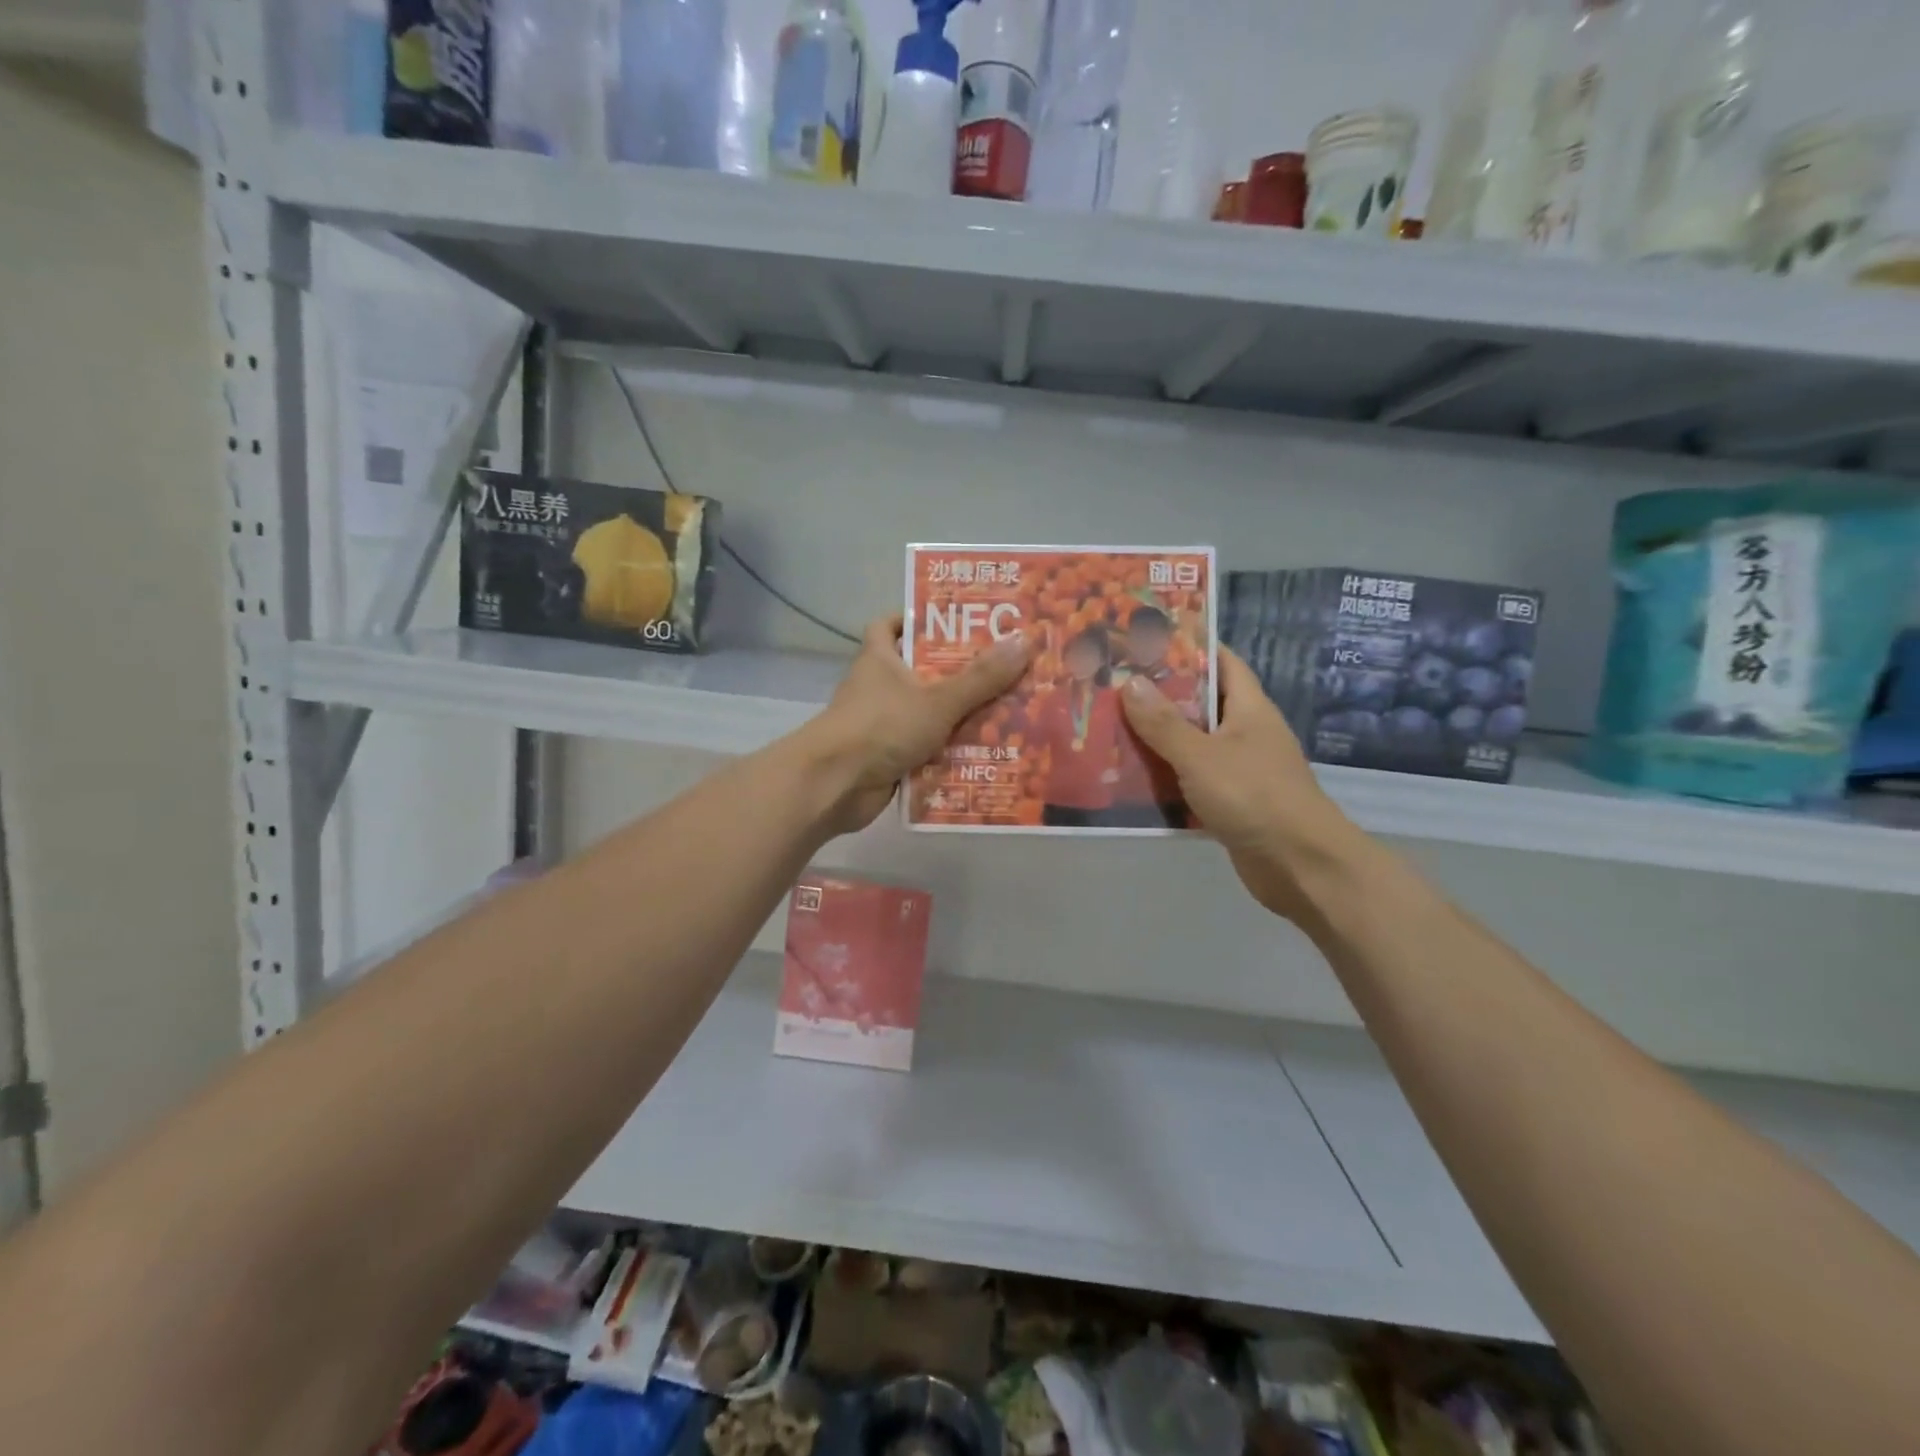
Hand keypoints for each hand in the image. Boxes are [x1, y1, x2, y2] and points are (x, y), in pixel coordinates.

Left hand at [804, 616, 1030, 833]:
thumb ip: (981, 677)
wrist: (835, 785)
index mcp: (880, 659)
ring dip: (960, 716)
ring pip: (928, 713)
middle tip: (1004, 669)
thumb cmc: (881, 726)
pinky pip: (926, 749)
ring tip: (1009, 711)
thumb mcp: (938, 699)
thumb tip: (1024, 642)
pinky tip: (987, 753)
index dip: (917, 619)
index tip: (955, 621)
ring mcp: (882, 724)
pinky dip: (950, 752)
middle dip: (959, 673)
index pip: (890, 625)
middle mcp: (878, 687)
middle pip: (921, 671)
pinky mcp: (888, 757)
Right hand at [1119, 648, 1365, 922]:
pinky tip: (1129, 779)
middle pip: (1200, 704)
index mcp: (1249, 709)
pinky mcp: (1231, 803)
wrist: (1300, 865)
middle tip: (1113, 685)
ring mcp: (1240, 769)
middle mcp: (1246, 733)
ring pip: (1192, 745)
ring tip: (1109, 728)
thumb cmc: (1254, 796)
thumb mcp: (1201, 755)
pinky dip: (1166, 779)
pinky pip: (1191, 781)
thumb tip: (1131, 682)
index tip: (1147, 639)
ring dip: (1157, 740)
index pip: (1223, 662)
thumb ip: (1163, 722)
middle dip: (1160, 695)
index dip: (1190, 647)